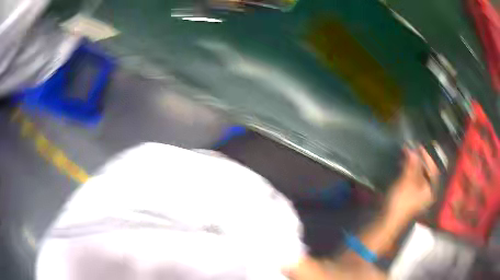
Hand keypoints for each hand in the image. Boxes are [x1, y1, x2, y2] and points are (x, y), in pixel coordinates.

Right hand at [385, 146, 438, 222]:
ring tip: (406, 157)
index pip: (432, 169)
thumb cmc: (401, 201)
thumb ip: (412, 164)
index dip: (427, 157)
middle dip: (419, 161)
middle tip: (411, 150)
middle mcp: (427, 192)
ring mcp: (418, 196)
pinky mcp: (410, 197)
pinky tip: (403, 168)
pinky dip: (409, 172)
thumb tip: (413, 149)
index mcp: (430, 190)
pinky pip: (413, 181)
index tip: (419, 147)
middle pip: (426, 172)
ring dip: (413, 166)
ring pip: (419, 176)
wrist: (388, 220)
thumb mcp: (407, 181)